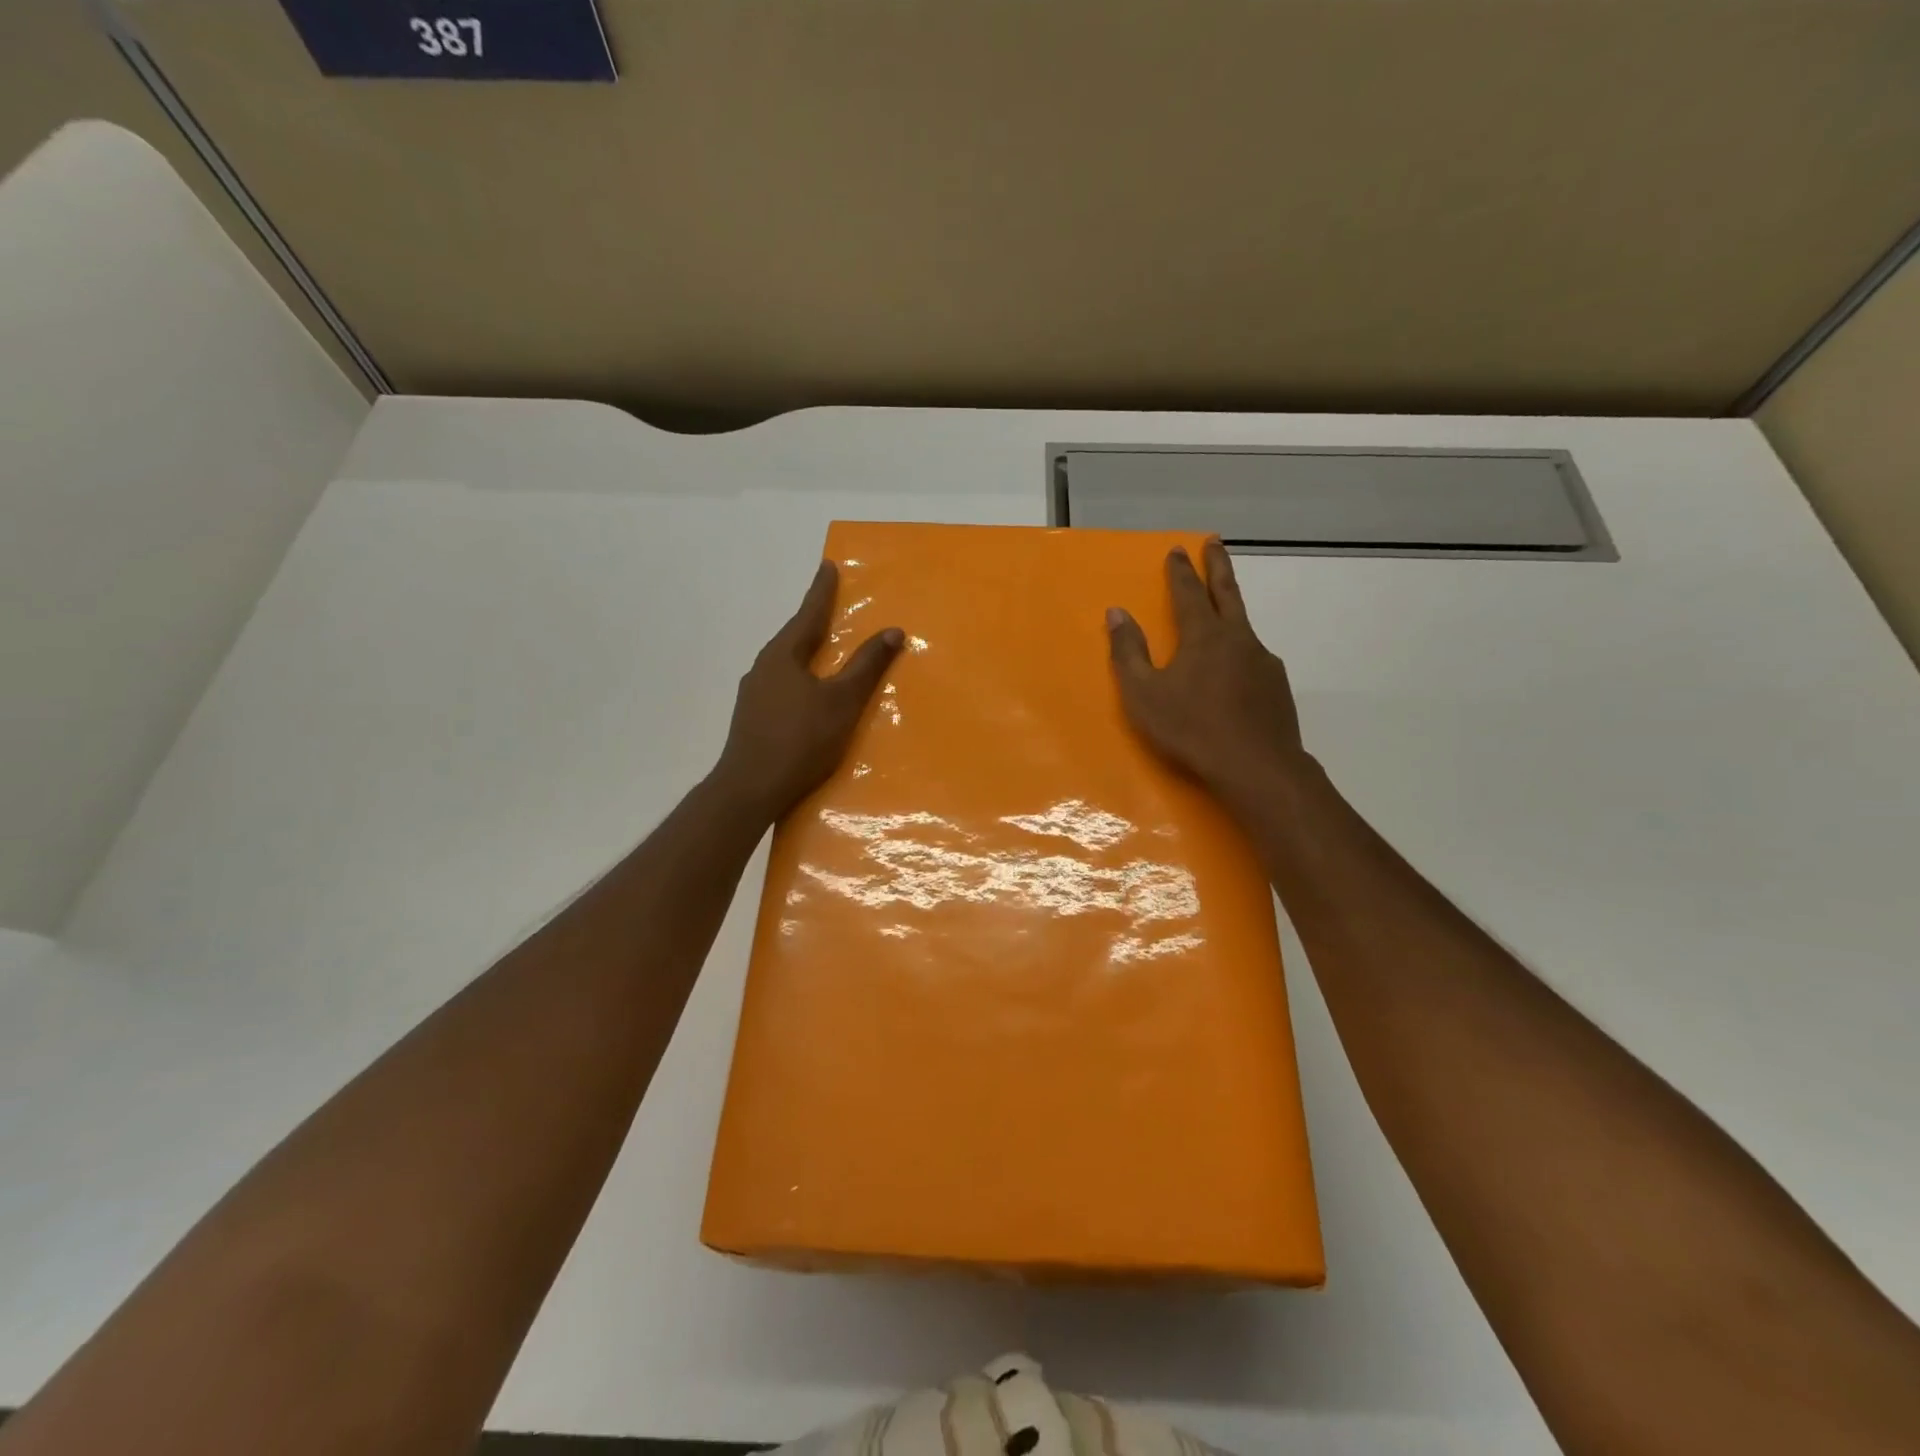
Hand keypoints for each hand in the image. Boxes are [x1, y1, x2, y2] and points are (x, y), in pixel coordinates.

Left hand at [713, 560, 903, 820]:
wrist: (750, 789)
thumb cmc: (800, 740)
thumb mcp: (842, 701)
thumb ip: (867, 666)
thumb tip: (892, 631)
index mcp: (783, 655)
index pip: (808, 613)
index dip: (821, 591)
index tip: (827, 566)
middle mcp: (763, 667)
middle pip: (794, 636)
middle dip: (813, 621)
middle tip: (831, 607)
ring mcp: (753, 694)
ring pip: (786, 663)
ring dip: (806, 652)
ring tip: (823, 650)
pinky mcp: (752, 718)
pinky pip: (781, 686)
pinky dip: (799, 679)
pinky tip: (807, 694)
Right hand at [1106, 541, 1311, 811]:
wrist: (1257, 767)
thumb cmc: (1191, 729)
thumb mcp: (1144, 694)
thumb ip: (1129, 652)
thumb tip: (1116, 613)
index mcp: (1203, 636)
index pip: (1188, 593)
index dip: (1180, 571)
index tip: (1177, 549)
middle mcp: (1237, 639)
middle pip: (1226, 592)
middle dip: (1217, 565)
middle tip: (1214, 542)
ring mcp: (1263, 661)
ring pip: (1243, 625)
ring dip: (1231, 607)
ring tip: (1222, 608)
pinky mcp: (1276, 686)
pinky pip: (1253, 657)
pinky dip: (1240, 650)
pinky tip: (1235, 669)